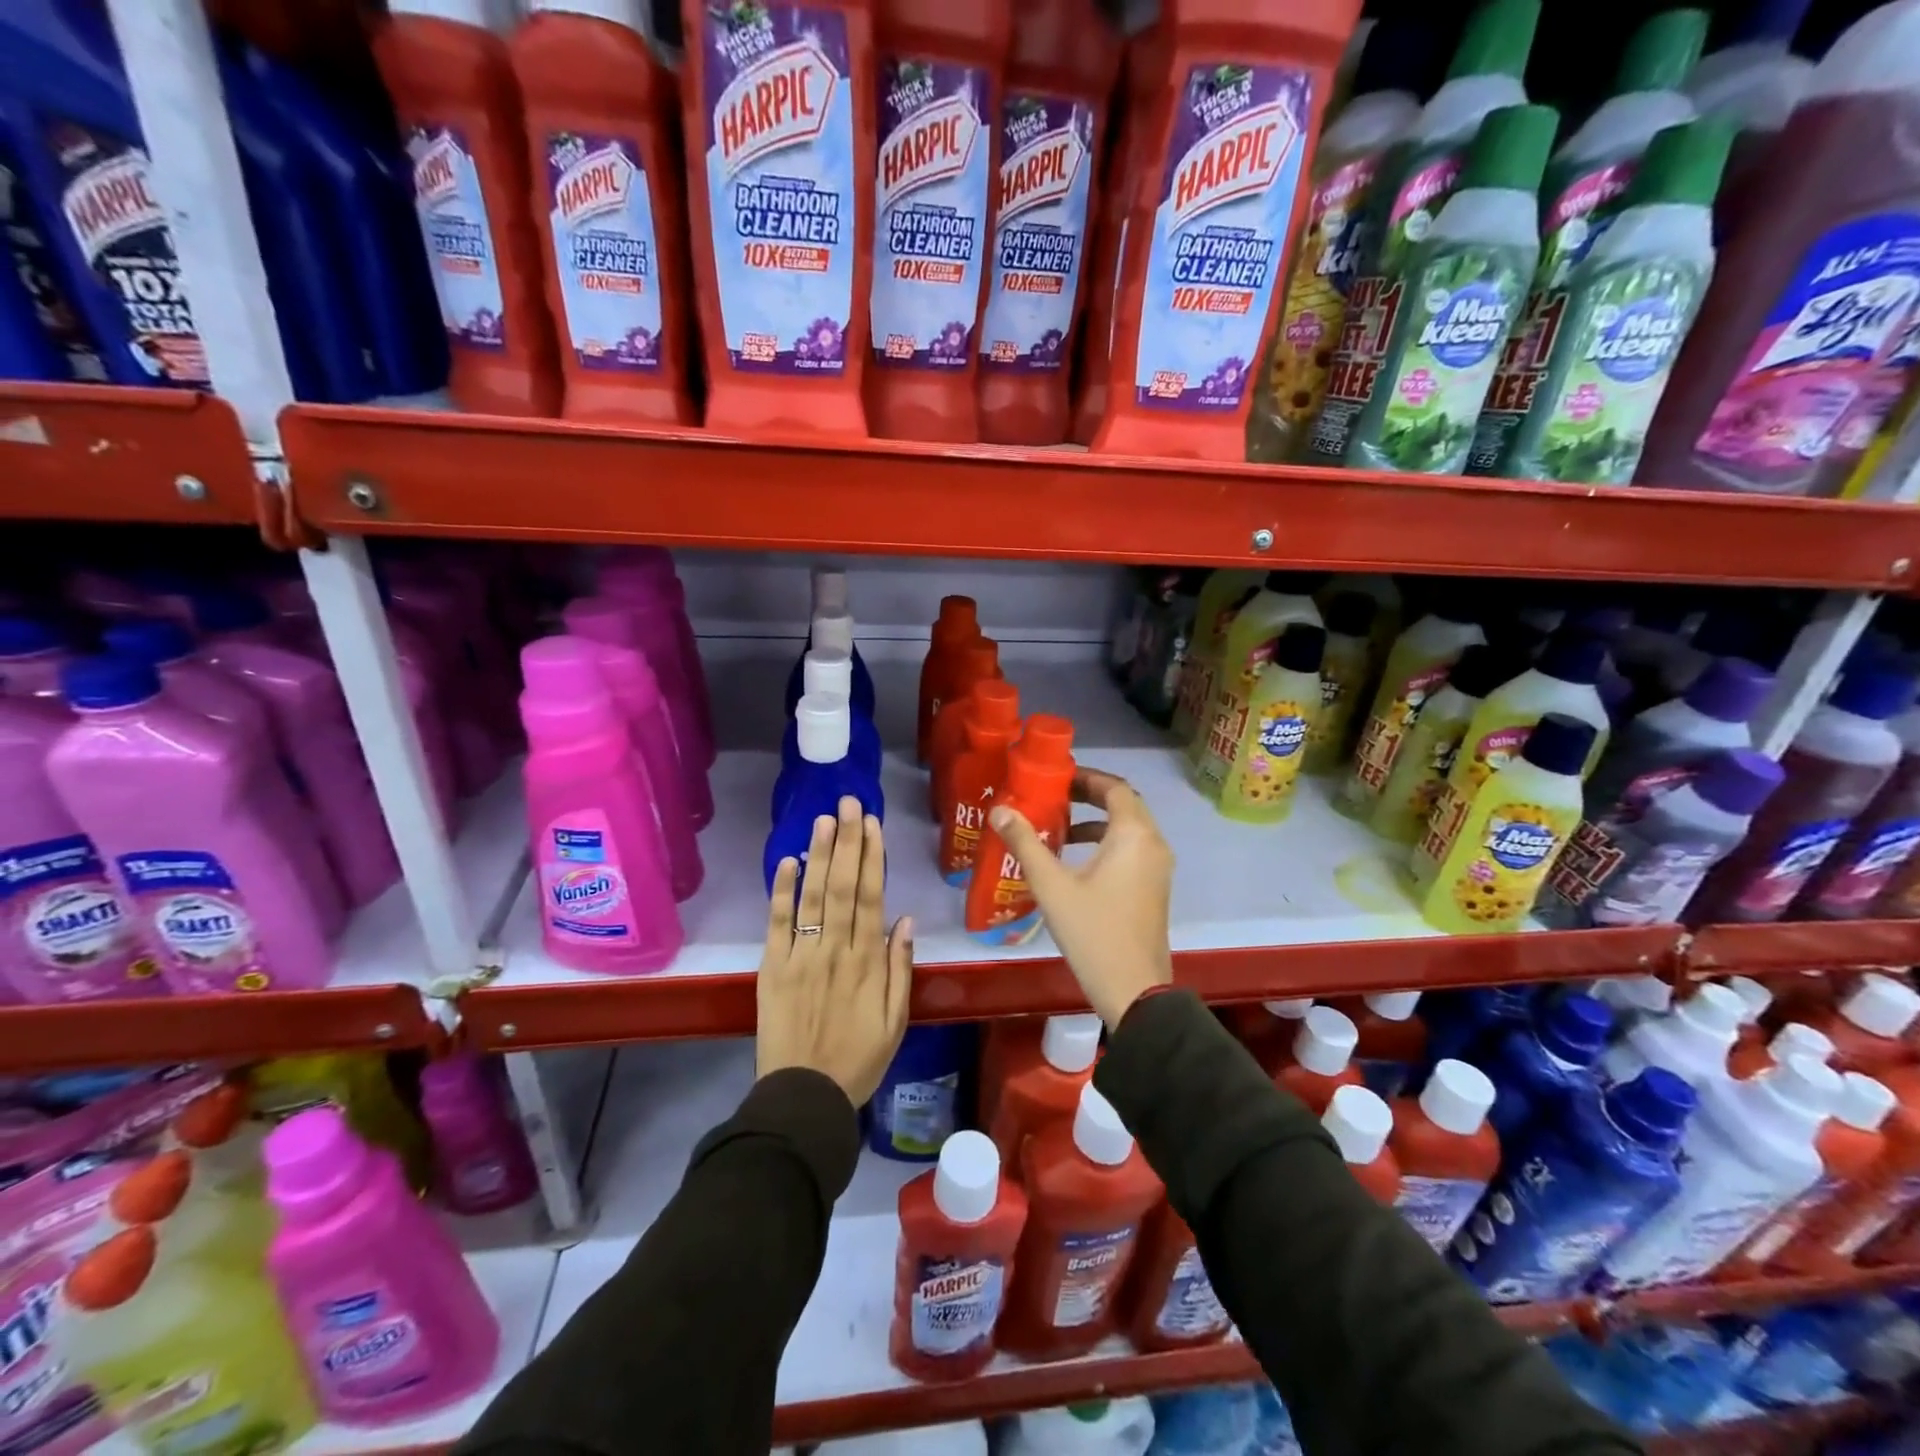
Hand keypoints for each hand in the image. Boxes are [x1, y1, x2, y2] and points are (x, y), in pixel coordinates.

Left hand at [758, 796, 912, 1105]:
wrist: (804, 1097)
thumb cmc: (858, 1059)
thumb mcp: (896, 1020)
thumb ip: (900, 968)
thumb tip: (906, 920)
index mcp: (868, 962)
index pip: (872, 897)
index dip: (873, 857)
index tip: (873, 824)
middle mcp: (836, 950)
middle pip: (843, 887)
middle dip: (847, 842)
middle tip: (848, 803)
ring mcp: (801, 957)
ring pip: (813, 897)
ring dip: (819, 855)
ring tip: (824, 819)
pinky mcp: (772, 968)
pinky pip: (778, 924)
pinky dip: (782, 892)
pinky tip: (788, 861)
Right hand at [988, 768, 1173, 1028]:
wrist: (1134, 990)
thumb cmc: (1093, 932)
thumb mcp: (1052, 886)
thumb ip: (1026, 844)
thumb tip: (1000, 811)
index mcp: (1133, 835)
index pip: (1115, 787)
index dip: (1086, 778)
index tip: (1055, 779)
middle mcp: (1153, 843)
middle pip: (1125, 804)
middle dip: (1090, 795)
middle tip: (1054, 796)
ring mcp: (1158, 867)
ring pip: (1130, 827)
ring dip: (1098, 820)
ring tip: (1061, 825)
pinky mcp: (1155, 887)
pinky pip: (1133, 848)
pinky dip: (1108, 842)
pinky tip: (1077, 859)